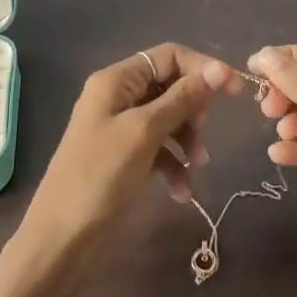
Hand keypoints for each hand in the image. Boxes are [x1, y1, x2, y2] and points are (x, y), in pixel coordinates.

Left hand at [21, 44, 241, 260]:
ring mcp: (120, 128)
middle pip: (171, 86)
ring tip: (197, 167)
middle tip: (203, 136)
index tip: (235, 92)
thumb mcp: (145, 132)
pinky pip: (159, 149)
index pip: (169, 56)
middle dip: (193, 110)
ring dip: (188, 140)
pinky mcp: (124, 157)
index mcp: (117, 80)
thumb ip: (183, 99)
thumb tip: (220, 69)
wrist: (61, 239)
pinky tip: (181, 192)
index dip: (203, 69)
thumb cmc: (100, 176)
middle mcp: (118, 96)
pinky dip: (174, 165)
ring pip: (169, 119)